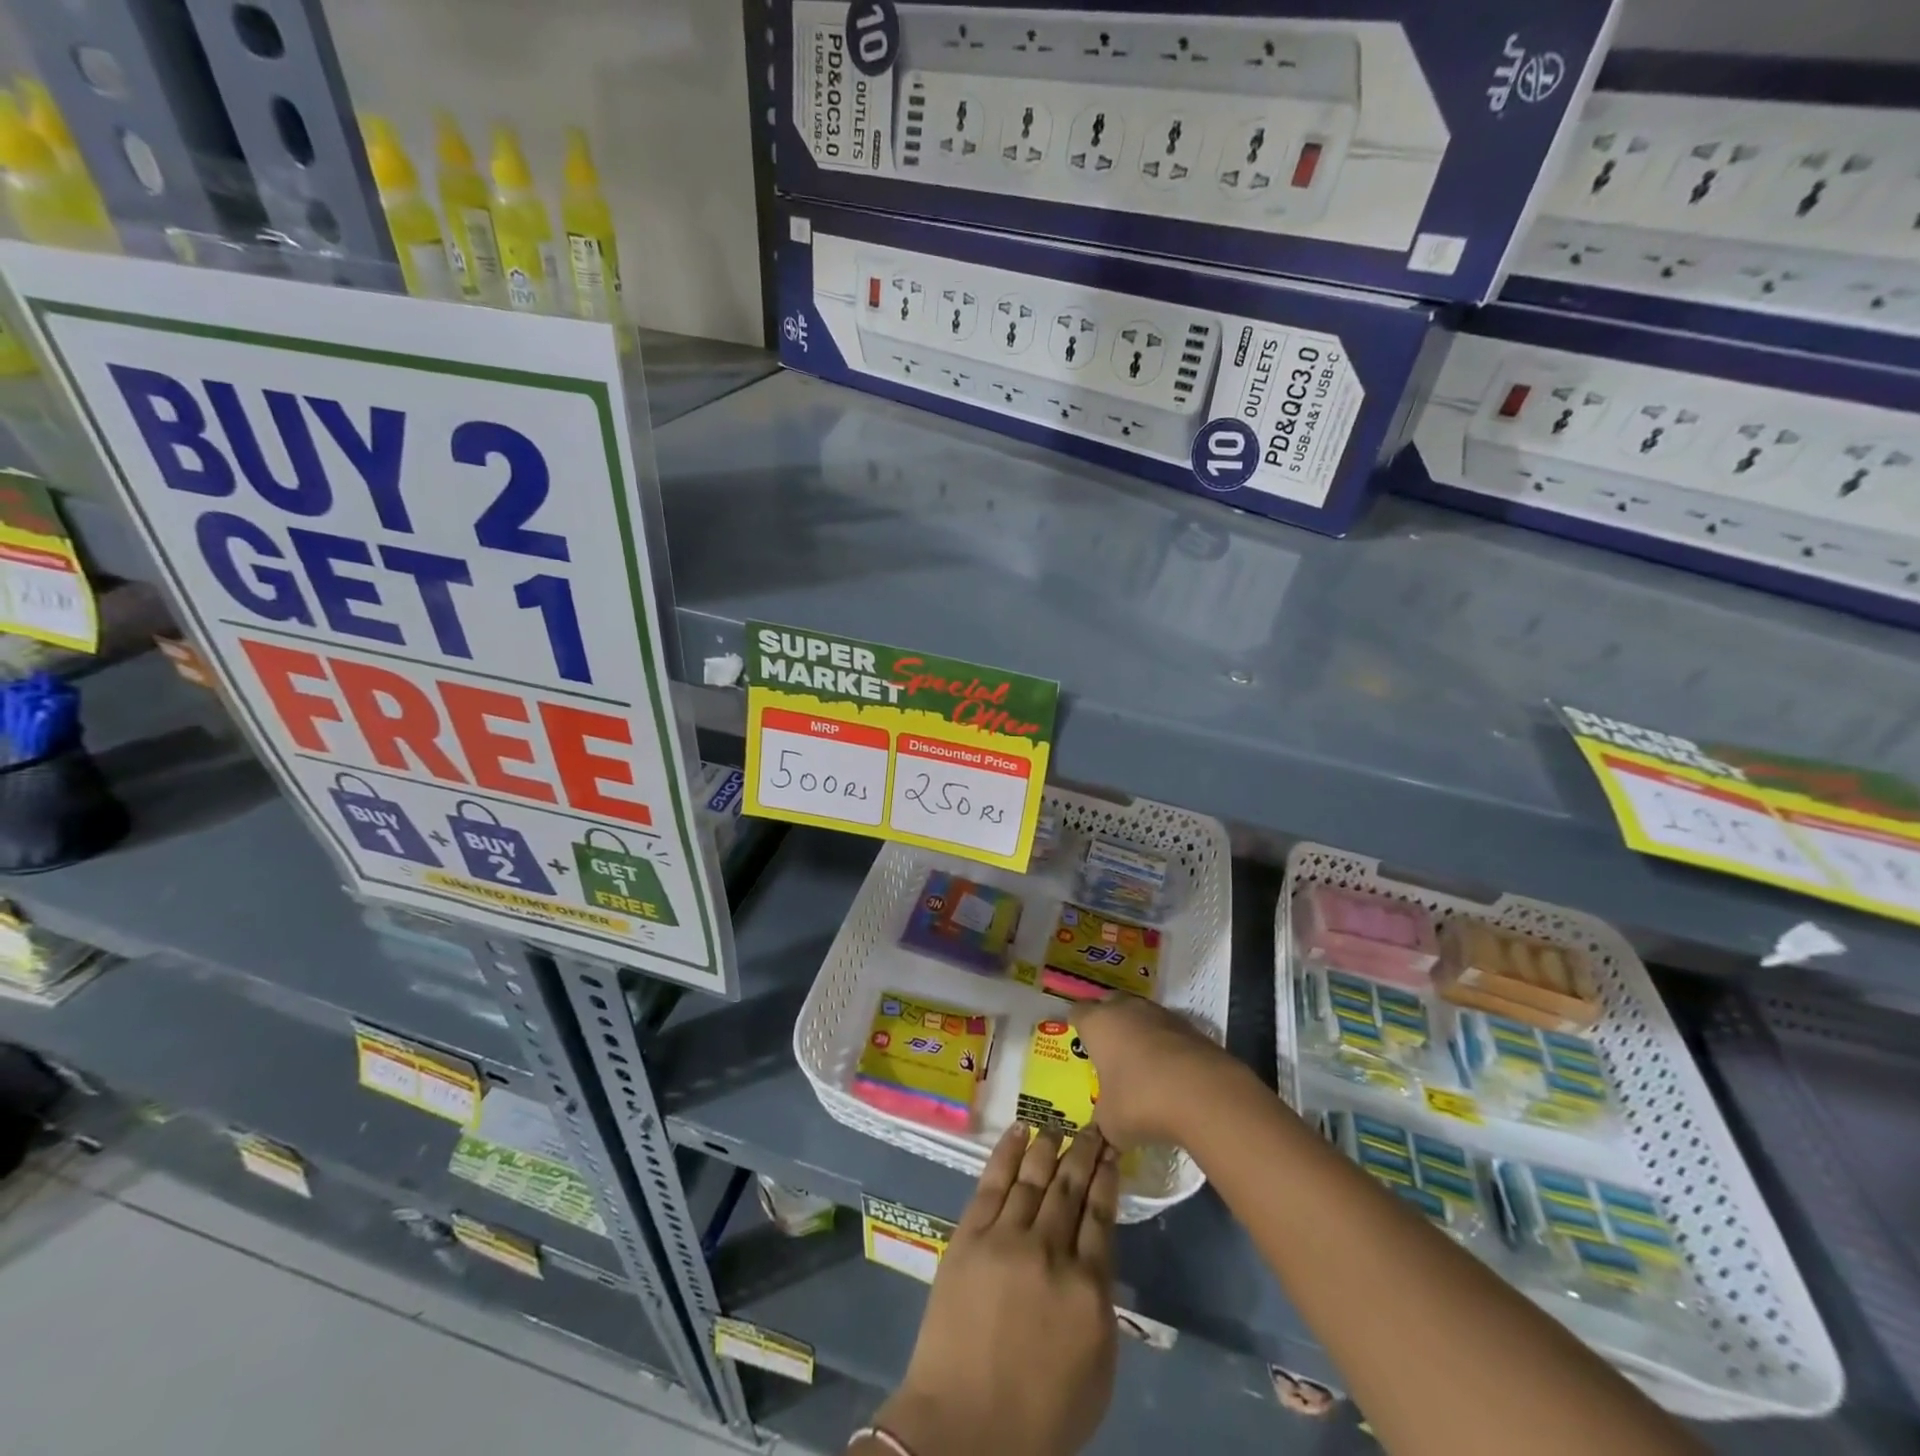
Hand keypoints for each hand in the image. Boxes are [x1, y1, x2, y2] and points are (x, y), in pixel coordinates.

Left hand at [871, 1124, 1120, 1455]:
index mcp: (1087, 1289)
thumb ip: (1099, 1306)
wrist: (964, 1427)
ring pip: (1033, 1177)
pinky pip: (992, 1183)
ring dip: (1048, 1146)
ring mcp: (1006, 1238)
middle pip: (1070, 1188)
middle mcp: (1050, 1252)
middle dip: (1085, 1152)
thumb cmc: (1040, 1416)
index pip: (1101, 1216)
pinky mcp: (970, 1236)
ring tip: (1058, 1125)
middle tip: (1094, 1126)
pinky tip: (1019, 1131)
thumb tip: (1096, 1257)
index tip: (1112, 1151)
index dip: (1107, 1178)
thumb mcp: (1096, 1371)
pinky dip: (1007, 1153)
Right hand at [1076, 996, 1248, 1148]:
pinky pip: (1167, 1032)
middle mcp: (1125, 1008)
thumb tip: (1105, 1123)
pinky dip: (1164, 1046)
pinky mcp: (1190, 1026)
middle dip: (1108, 1024)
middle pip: (1109, 1005)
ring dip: (1138, 1034)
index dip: (1077, 1027)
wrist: (1205, 1094)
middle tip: (1107, 1052)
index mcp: (1097, 1023)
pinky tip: (1168, 1074)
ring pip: (1140, 1016)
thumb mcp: (1110, 1121)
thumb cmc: (1141, 1101)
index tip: (1079, 1044)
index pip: (1077, 1012)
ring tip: (1140, 1065)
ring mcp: (1160, 1014)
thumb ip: (1102, 1117)